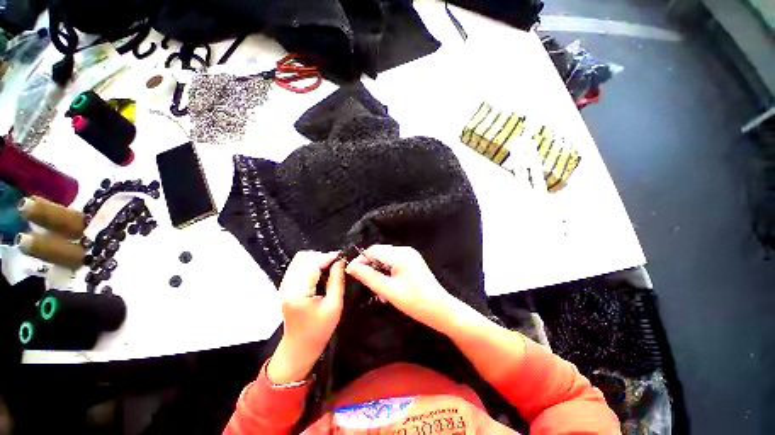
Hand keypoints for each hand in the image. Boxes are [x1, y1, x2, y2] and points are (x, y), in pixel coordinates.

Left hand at [268, 251, 344, 383]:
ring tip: (329, 266)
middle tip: (336, 263)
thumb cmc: (319, 330)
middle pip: (303, 258)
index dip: (328, 257)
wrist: (299, 347)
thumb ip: (337, 280)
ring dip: (315, 259)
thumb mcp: (334, 306)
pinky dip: (310, 264)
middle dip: (321, 256)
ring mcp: (283, 285)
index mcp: (298, 293)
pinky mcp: (285, 286)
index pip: (313, 265)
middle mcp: (287, 286)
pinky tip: (320, 271)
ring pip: (299, 260)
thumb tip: (340, 261)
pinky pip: (297, 266)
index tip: (342, 256)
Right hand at [345, 245, 461, 332]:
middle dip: (370, 267)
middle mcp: (405, 250)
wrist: (442, 310)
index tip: (351, 273)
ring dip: (379, 272)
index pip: (373, 250)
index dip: (360, 260)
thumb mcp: (389, 290)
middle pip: (379, 253)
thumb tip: (351, 267)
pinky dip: (387, 274)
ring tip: (379, 291)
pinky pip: (394, 263)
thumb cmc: (415, 302)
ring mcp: (410, 256)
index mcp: (400, 254)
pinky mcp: (413, 263)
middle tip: (367, 286)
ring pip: (385, 259)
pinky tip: (388, 288)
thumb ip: (369, 277)